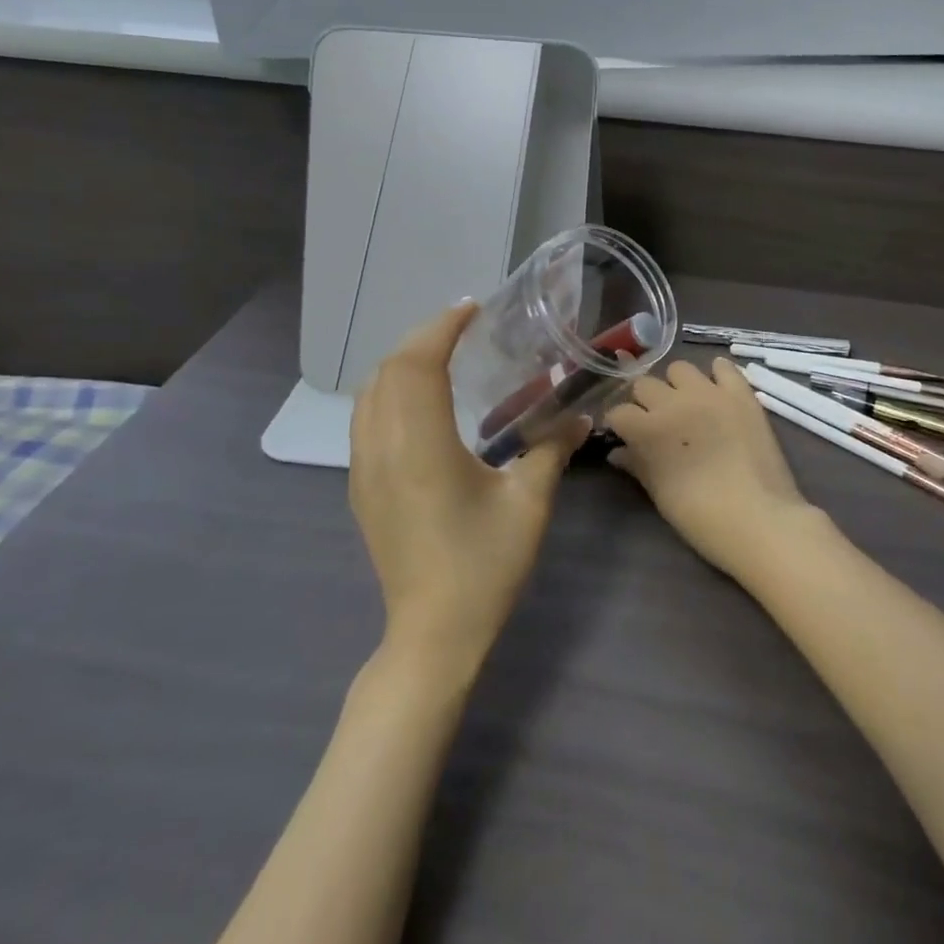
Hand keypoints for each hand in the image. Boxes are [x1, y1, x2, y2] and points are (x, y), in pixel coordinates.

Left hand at [349, 302, 588, 674]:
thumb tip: (582, 416)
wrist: (432, 634)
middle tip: (463, 327)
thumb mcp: (529, 504)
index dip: (441, 328)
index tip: (472, 309)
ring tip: (442, 355)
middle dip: (422, 337)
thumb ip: (552, 449)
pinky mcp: (361, 487)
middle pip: (388, 370)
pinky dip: (389, 390)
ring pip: (369, 393)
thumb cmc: (483, 567)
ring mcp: (363, 468)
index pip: (417, 365)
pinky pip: (365, 418)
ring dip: (402, 362)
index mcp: (420, 447)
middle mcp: (382, 448)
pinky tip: (421, 402)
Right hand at [606, 358, 819, 580]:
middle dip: (644, 401)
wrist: (760, 519)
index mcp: (647, 429)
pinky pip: (724, 367)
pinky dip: (717, 374)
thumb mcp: (660, 495)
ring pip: (679, 368)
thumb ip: (637, 466)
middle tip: (655, 421)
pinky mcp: (740, 394)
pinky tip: (717, 390)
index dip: (619, 425)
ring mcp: (709, 393)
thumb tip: (617, 452)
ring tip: (686, 404)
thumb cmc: (702, 518)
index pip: (618, 412)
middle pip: (644, 384)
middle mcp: (673, 402)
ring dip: (676, 385)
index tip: (625, 436)